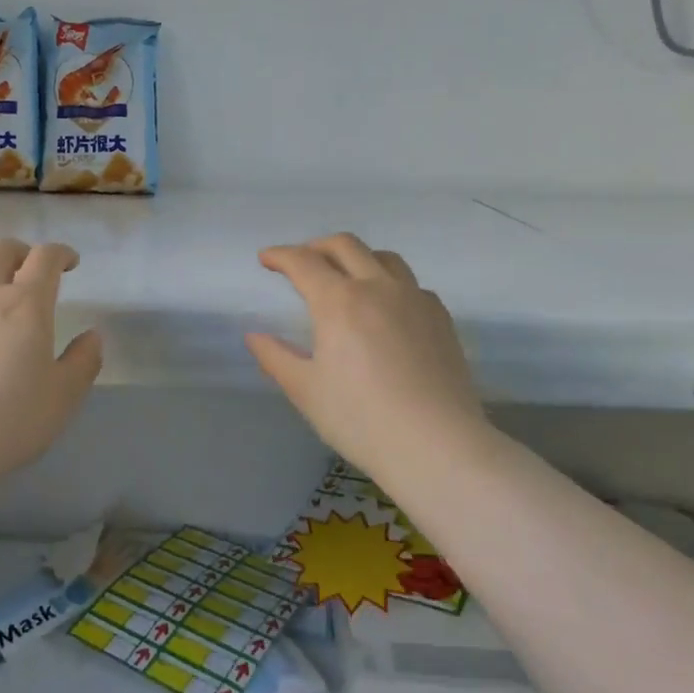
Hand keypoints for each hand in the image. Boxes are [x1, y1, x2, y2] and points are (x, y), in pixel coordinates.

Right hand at [246, 233, 487, 477]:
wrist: (438, 446)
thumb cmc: (361, 419)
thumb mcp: (306, 391)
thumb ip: (276, 357)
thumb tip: (253, 336)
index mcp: (339, 301)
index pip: (303, 262)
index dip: (280, 256)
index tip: (266, 259)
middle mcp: (378, 287)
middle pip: (345, 246)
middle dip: (316, 247)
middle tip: (301, 262)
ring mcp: (415, 299)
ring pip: (384, 258)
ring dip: (357, 257)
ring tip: (345, 277)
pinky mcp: (441, 318)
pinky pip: (411, 284)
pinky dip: (389, 282)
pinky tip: (386, 308)